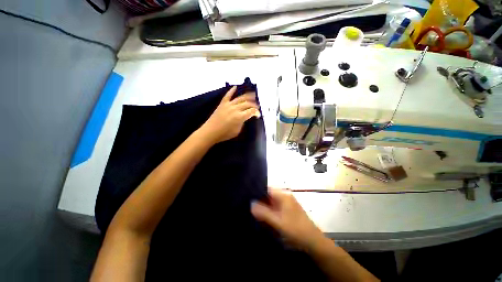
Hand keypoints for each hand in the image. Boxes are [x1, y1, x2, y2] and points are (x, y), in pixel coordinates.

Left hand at [199, 86, 259, 144]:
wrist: (211, 131)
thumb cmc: (225, 134)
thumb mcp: (237, 131)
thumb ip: (242, 122)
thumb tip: (245, 117)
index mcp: (240, 117)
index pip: (251, 111)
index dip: (256, 112)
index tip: (258, 114)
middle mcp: (235, 109)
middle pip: (247, 104)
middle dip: (254, 104)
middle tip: (257, 106)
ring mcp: (228, 105)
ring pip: (240, 98)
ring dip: (247, 96)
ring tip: (253, 94)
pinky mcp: (222, 104)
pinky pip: (228, 95)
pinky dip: (231, 91)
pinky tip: (235, 87)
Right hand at [251, 188, 326, 250]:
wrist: (313, 242)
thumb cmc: (296, 230)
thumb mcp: (278, 222)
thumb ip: (263, 213)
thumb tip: (251, 204)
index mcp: (283, 195)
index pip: (267, 188)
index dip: (257, 192)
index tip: (248, 198)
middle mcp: (285, 196)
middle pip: (268, 195)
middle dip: (259, 201)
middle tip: (249, 206)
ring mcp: (287, 203)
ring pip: (271, 202)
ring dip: (264, 207)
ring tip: (253, 212)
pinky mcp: (288, 210)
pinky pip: (275, 207)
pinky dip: (269, 211)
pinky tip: (263, 217)